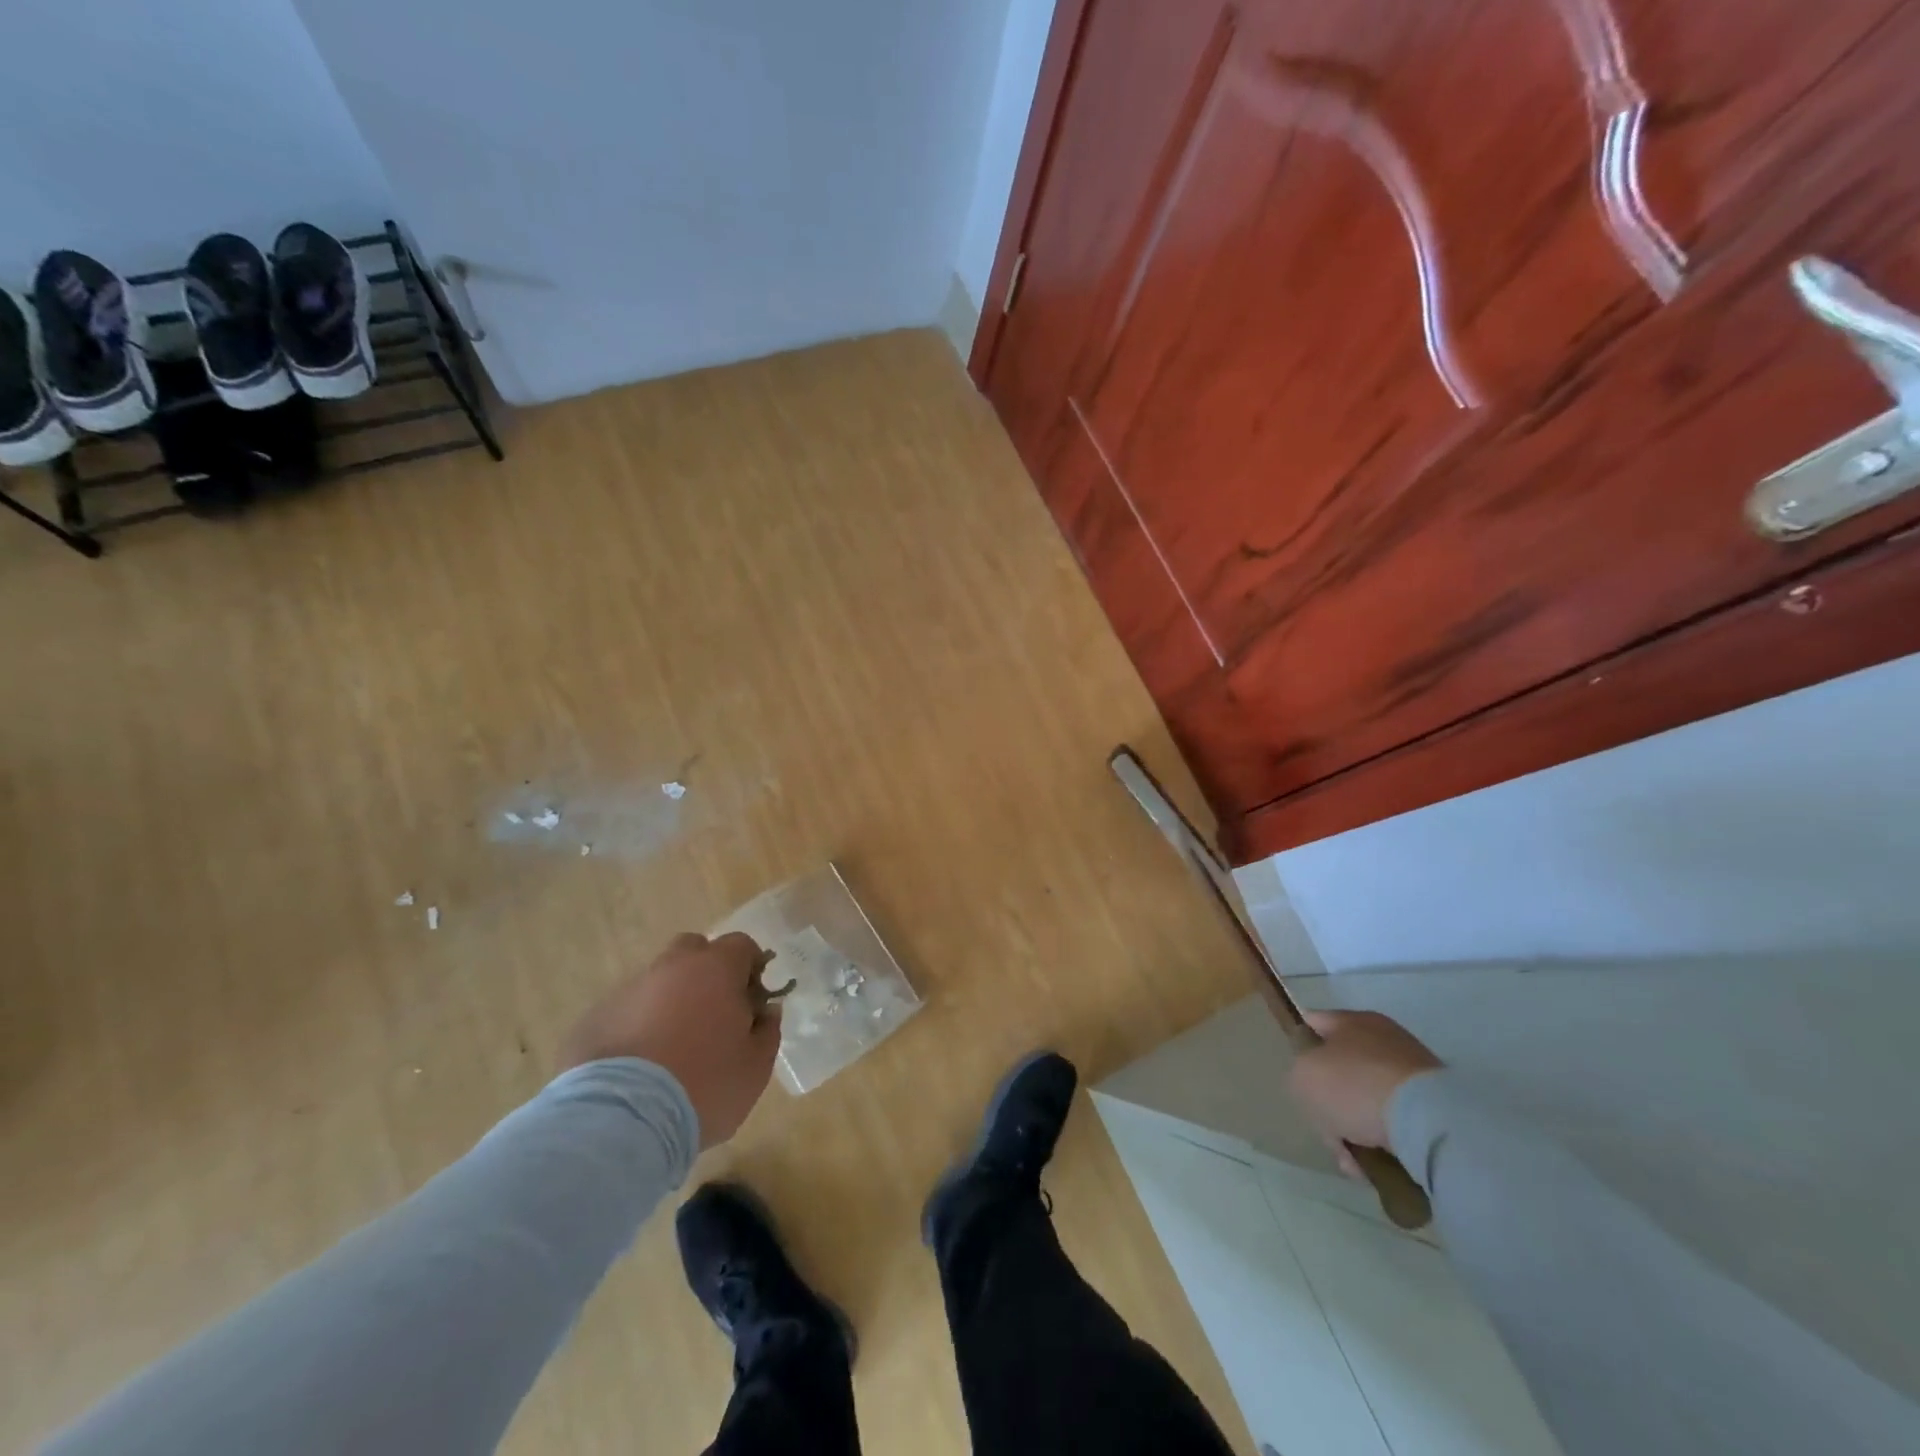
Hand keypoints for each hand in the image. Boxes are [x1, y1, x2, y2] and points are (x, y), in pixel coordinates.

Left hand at [557, 931, 781, 1146]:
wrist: (620, 1122)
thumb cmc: (704, 1086)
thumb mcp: (755, 1067)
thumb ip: (767, 1031)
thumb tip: (766, 1011)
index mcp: (715, 969)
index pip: (741, 945)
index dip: (751, 968)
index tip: (753, 1000)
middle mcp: (670, 967)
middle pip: (693, 950)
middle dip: (706, 972)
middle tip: (713, 1015)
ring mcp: (627, 991)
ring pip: (656, 982)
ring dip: (669, 1002)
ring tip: (671, 1050)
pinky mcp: (592, 1020)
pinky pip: (625, 1013)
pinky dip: (636, 1028)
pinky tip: (638, 1068)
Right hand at [1288, 1010, 1442, 1169]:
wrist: (1429, 1122)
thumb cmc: (1354, 1086)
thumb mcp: (1302, 1076)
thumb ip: (1299, 1074)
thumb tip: (1316, 1084)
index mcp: (1352, 1020)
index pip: (1314, 1024)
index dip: (1301, 1047)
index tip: (1298, 1077)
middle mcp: (1385, 1039)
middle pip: (1342, 1069)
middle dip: (1332, 1104)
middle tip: (1327, 1132)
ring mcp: (1414, 1073)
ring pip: (1369, 1101)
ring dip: (1357, 1130)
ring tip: (1353, 1162)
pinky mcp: (1438, 1107)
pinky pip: (1397, 1123)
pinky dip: (1384, 1143)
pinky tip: (1376, 1166)